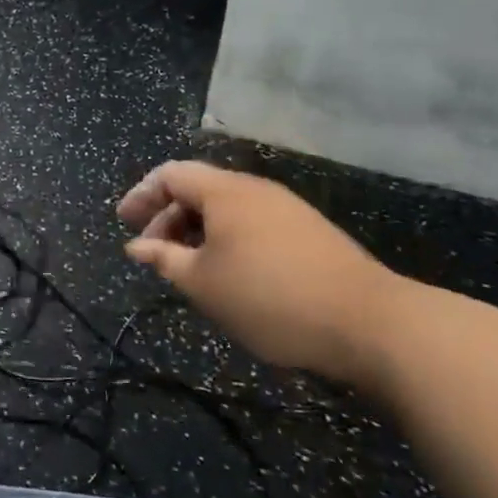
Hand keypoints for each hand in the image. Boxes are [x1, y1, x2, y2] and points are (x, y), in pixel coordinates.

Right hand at [118, 162, 402, 384]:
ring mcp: (287, 209)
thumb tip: (136, 247)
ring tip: (188, 267)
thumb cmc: (270, 297)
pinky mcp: (310, 233)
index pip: (170, 174)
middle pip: (198, 188)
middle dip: (168, 217)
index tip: (125, 223)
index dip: (142, 195)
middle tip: (153, 253)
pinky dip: (227, 240)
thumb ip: (164, 259)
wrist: (372, 323)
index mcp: (224, 191)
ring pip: (227, 208)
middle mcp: (254, 189)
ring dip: (198, 231)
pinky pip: (252, 223)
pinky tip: (230, 274)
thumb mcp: (203, 283)